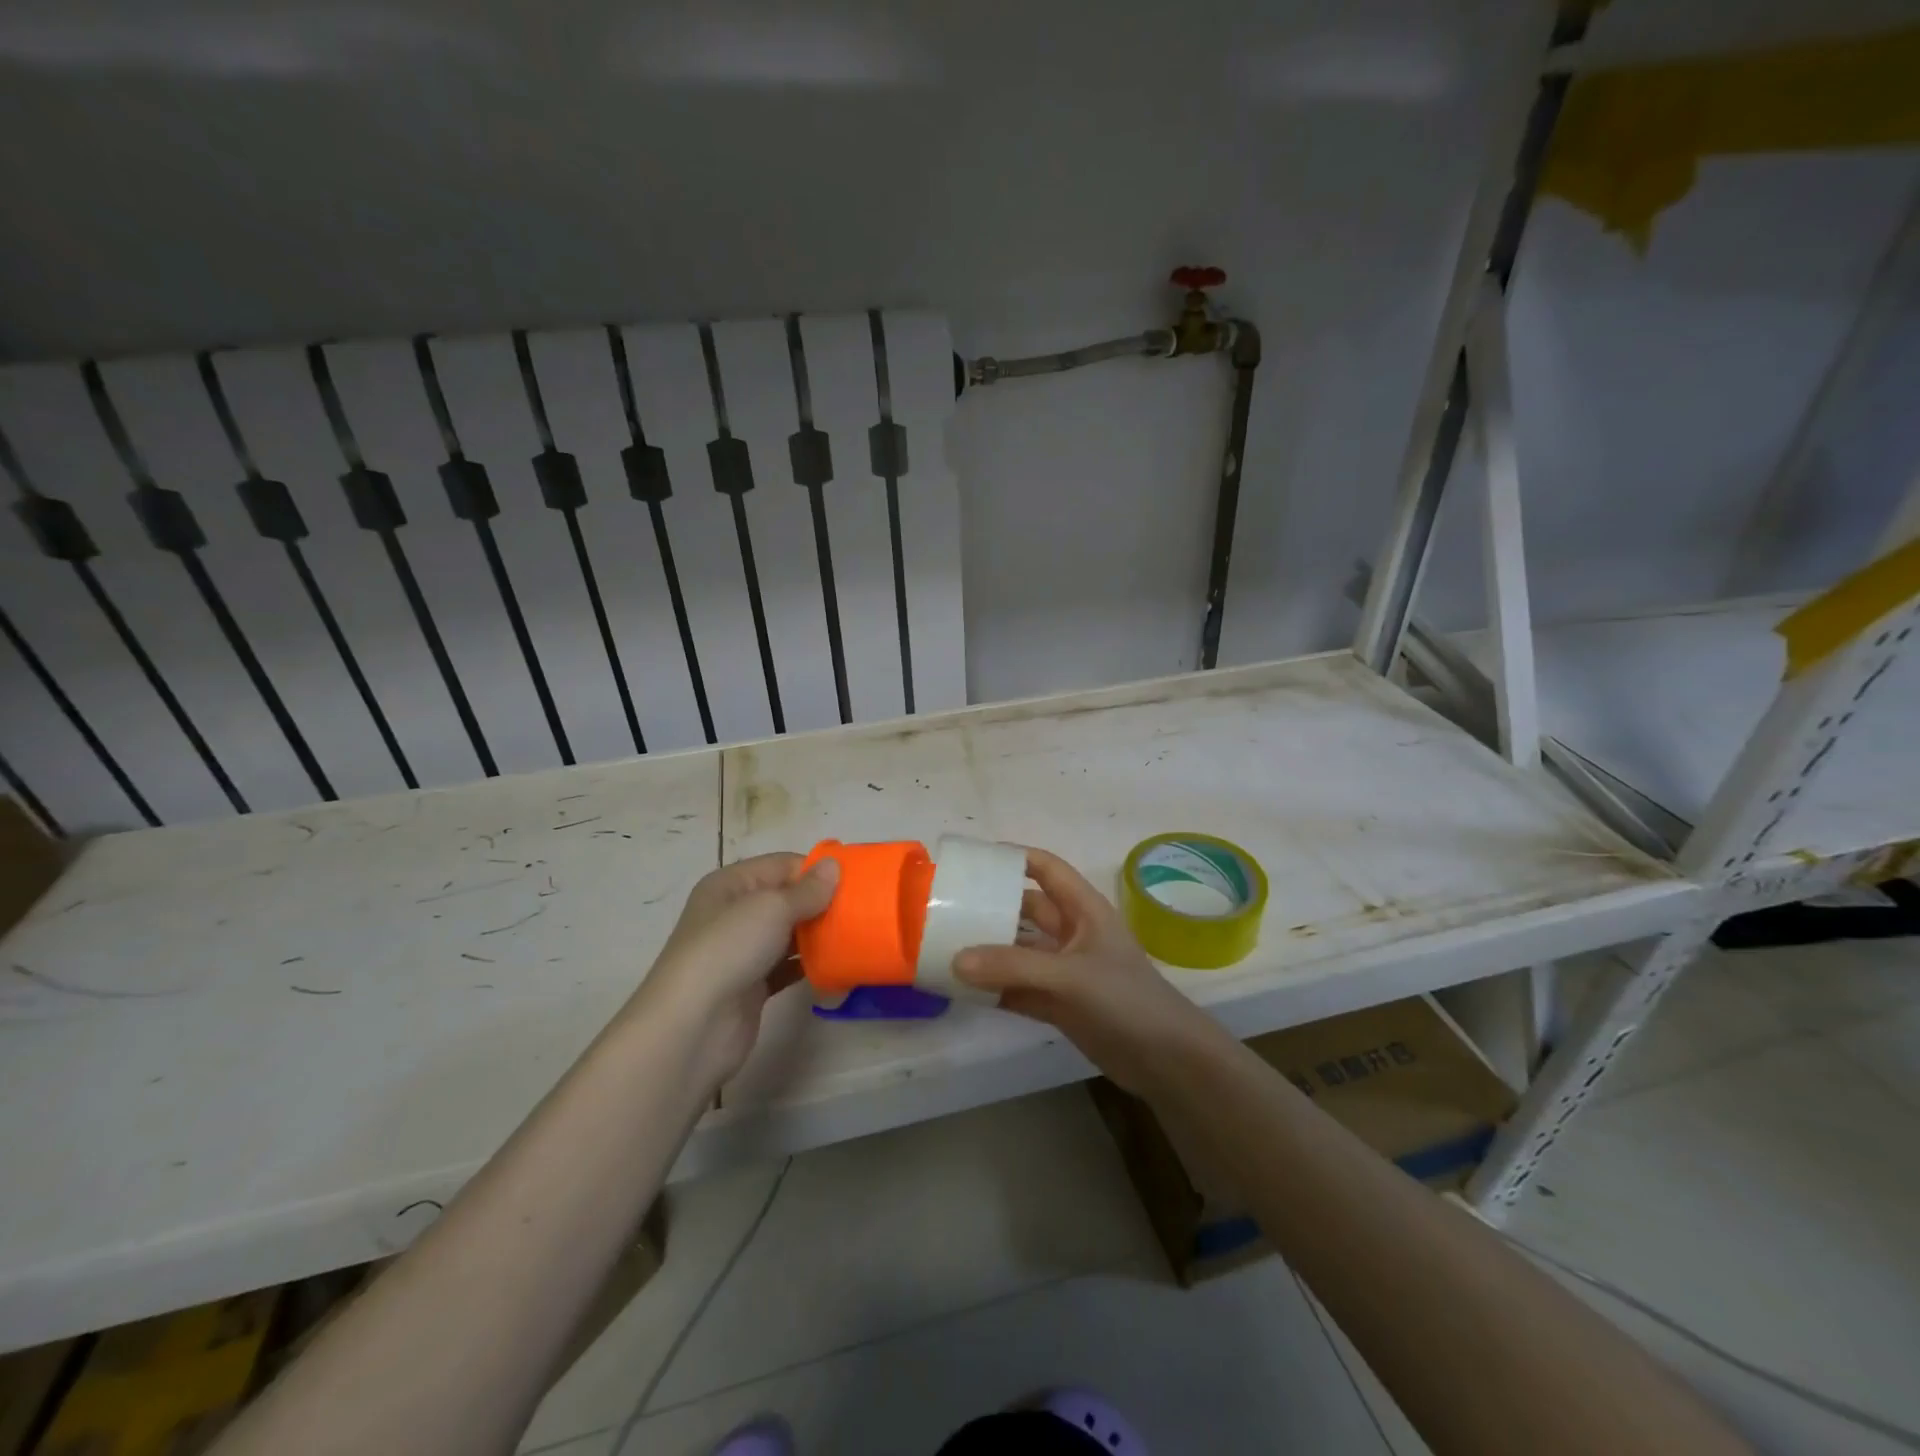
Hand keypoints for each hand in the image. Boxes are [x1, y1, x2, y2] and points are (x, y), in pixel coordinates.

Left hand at [634, 852, 838, 1090]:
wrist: (693, 1026)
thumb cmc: (729, 950)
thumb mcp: (771, 908)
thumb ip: (807, 890)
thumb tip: (834, 866)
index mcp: (731, 884)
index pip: (782, 865)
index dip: (816, 869)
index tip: (856, 880)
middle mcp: (734, 913)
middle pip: (787, 898)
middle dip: (822, 902)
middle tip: (862, 908)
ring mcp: (742, 950)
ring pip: (789, 933)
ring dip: (819, 933)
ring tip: (857, 934)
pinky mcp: (753, 985)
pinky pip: (788, 966)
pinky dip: (810, 964)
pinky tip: (839, 965)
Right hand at [952, 847, 1221, 1095]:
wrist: (1166, 1060)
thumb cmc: (1126, 999)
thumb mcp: (1069, 975)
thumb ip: (1013, 967)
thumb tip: (956, 960)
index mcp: (1083, 909)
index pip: (1046, 869)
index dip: (1014, 858)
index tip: (973, 860)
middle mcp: (1071, 934)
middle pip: (1025, 909)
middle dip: (991, 906)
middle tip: (947, 906)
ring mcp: (1064, 970)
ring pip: (1018, 952)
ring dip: (987, 951)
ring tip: (944, 946)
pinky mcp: (1058, 1004)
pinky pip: (1017, 987)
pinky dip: (993, 987)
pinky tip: (961, 988)